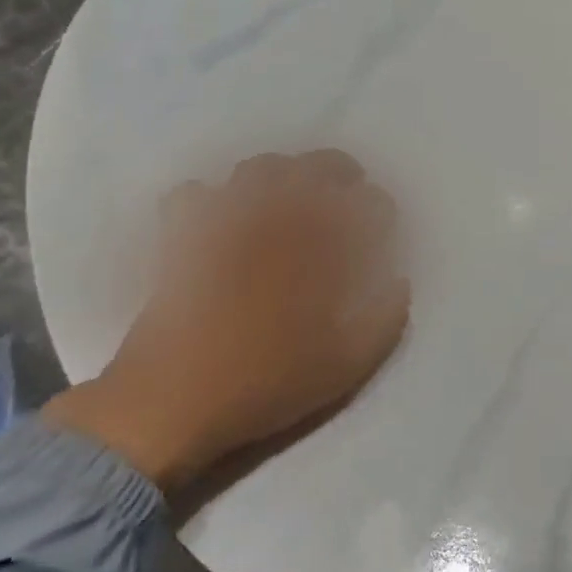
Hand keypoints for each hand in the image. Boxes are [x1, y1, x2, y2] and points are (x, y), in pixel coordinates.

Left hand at [43, 150, 410, 495]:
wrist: (172, 403)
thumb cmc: (264, 385)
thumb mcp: (344, 368)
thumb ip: (384, 322)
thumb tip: (399, 283)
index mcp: (319, 252)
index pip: (363, 205)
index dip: (379, 207)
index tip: (384, 222)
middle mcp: (275, 225)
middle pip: (313, 168)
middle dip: (340, 169)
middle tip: (350, 186)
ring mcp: (226, 226)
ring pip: (257, 170)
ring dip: (284, 173)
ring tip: (292, 195)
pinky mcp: (184, 239)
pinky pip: (193, 194)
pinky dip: (211, 198)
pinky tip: (221, 218)